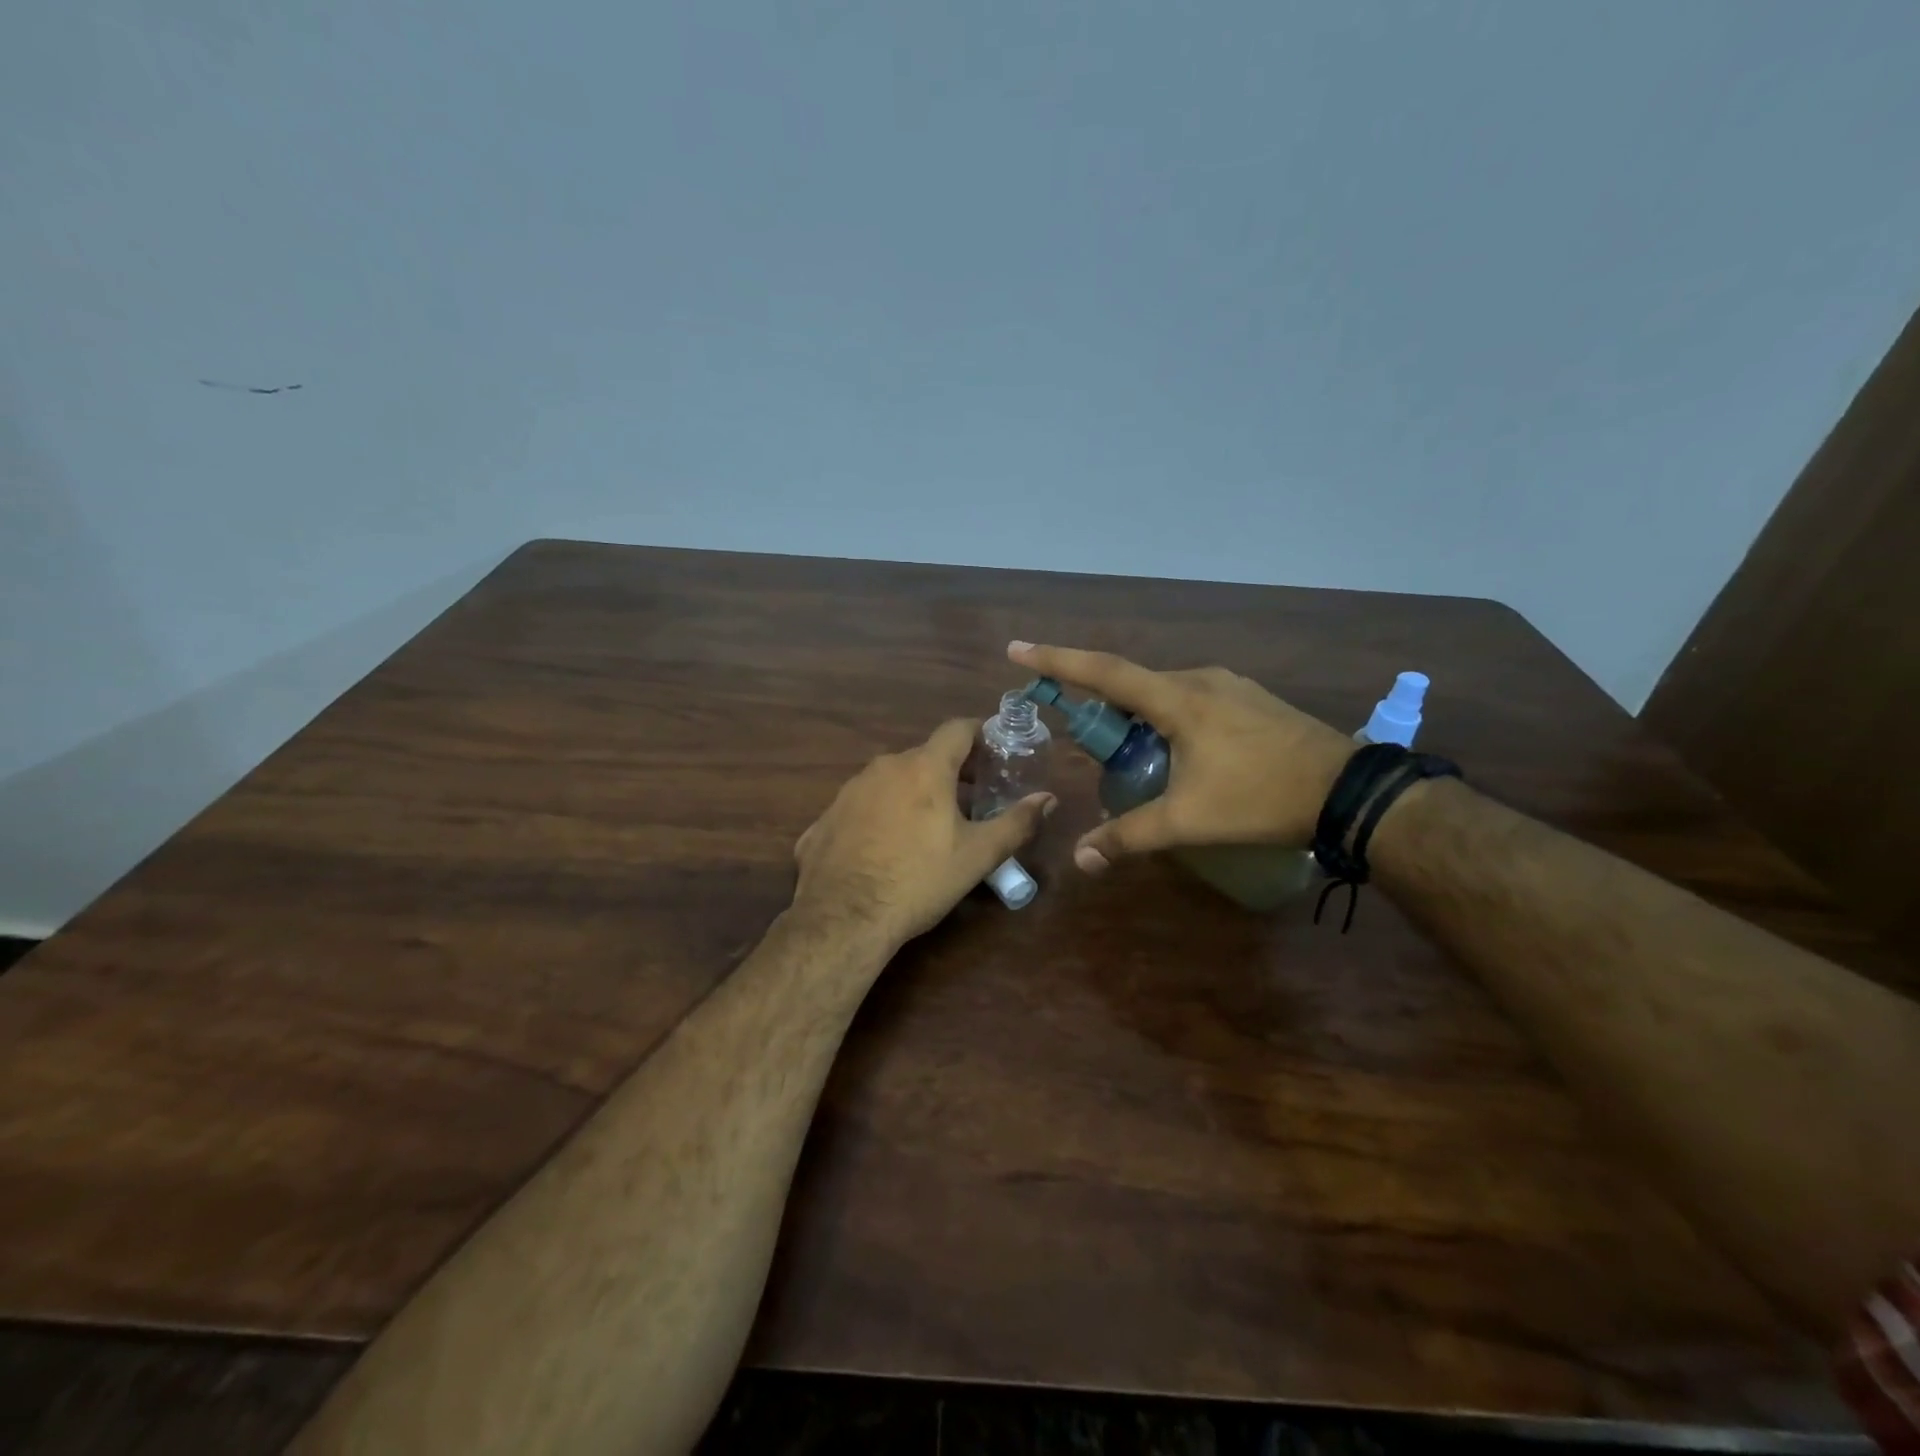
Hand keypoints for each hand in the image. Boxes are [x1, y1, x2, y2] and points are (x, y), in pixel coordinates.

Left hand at [793, 718, 1055, 947]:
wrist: (843, 918)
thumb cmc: (919, 880)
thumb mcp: (977, 856)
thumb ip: (1016, 823)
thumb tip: (1048, 799)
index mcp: (924, 768)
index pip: (957, 729)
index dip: (980, 734)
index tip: (995, 752)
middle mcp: (884, 767)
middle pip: (925, 756)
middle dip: (951, 772)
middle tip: (971, 800)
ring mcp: (848, 791)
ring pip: (891, 780)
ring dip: (913, 793)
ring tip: (928, 827)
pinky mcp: (825, 818)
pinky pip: (863, 807)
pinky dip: (880, 817)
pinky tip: (885, 849)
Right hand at [1008, 641, 1352, 871]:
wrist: (1348, 792)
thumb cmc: (1260, 798)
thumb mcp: (1188, 820)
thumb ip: (1129, 836)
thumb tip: (1081, 858)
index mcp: (1176, 699)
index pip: (1103, 672)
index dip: (1056, 660)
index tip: (1017, 649)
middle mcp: (1199, 679)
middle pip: (1131, 683)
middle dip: (1099, 705)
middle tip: (1085, 739)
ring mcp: (1229, 685)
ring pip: (1163, 692)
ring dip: (1137, 715)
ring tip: (1134, 754)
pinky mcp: (1250, 699)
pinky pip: (1191, 698)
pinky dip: (1167, 716)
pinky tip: (1180, 752)